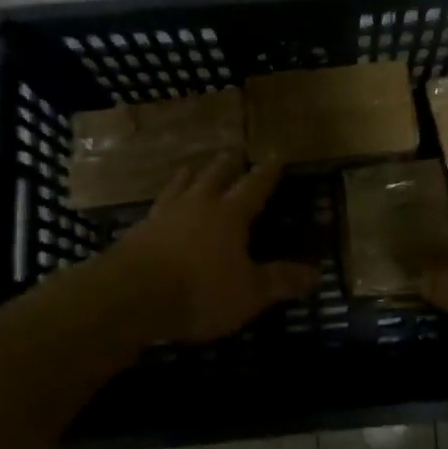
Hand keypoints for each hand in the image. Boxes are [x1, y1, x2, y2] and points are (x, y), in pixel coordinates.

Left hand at [111, 156, 318, 342]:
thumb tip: (316, 274)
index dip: (267, 172)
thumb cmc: (200, 291)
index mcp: (229, 214)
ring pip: (181, 184)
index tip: (276, 155)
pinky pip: (157, 206)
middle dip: (227, 164)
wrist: (131, 295)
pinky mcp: (139, 230)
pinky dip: (165, 200)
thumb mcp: (249, 293)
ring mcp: (164, 214)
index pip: (254, 186)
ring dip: (191, 174)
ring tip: (193, 167)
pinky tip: (161, 206)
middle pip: (214, 176)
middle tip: (233, 153)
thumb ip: (280, 281)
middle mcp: (197, 205)